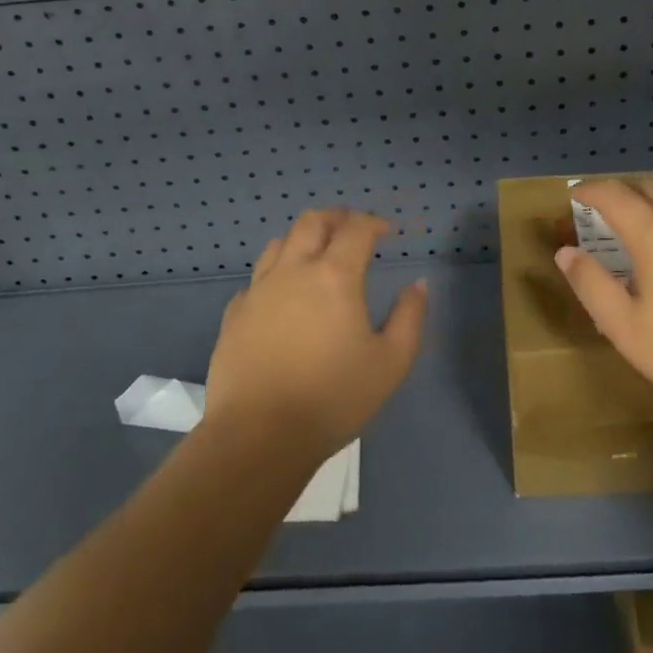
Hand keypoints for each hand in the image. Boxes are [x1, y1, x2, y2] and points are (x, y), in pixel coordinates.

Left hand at [205, 209, 427, 456]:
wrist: (258, 436)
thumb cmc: (333, 398)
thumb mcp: (391, 363)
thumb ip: (410, 318)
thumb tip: (418, 285)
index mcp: (334, 276)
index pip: (355, 229)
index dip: (373, 222)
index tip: (385, 231)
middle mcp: (293, 270)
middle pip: (312, 221)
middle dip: (336, 217)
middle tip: (351, 228)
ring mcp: (258, 290)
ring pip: (279, 243)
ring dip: (303, 238)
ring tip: (316, 253)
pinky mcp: (234, 314)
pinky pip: (257, 278)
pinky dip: (276, 274)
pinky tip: (283, 296)